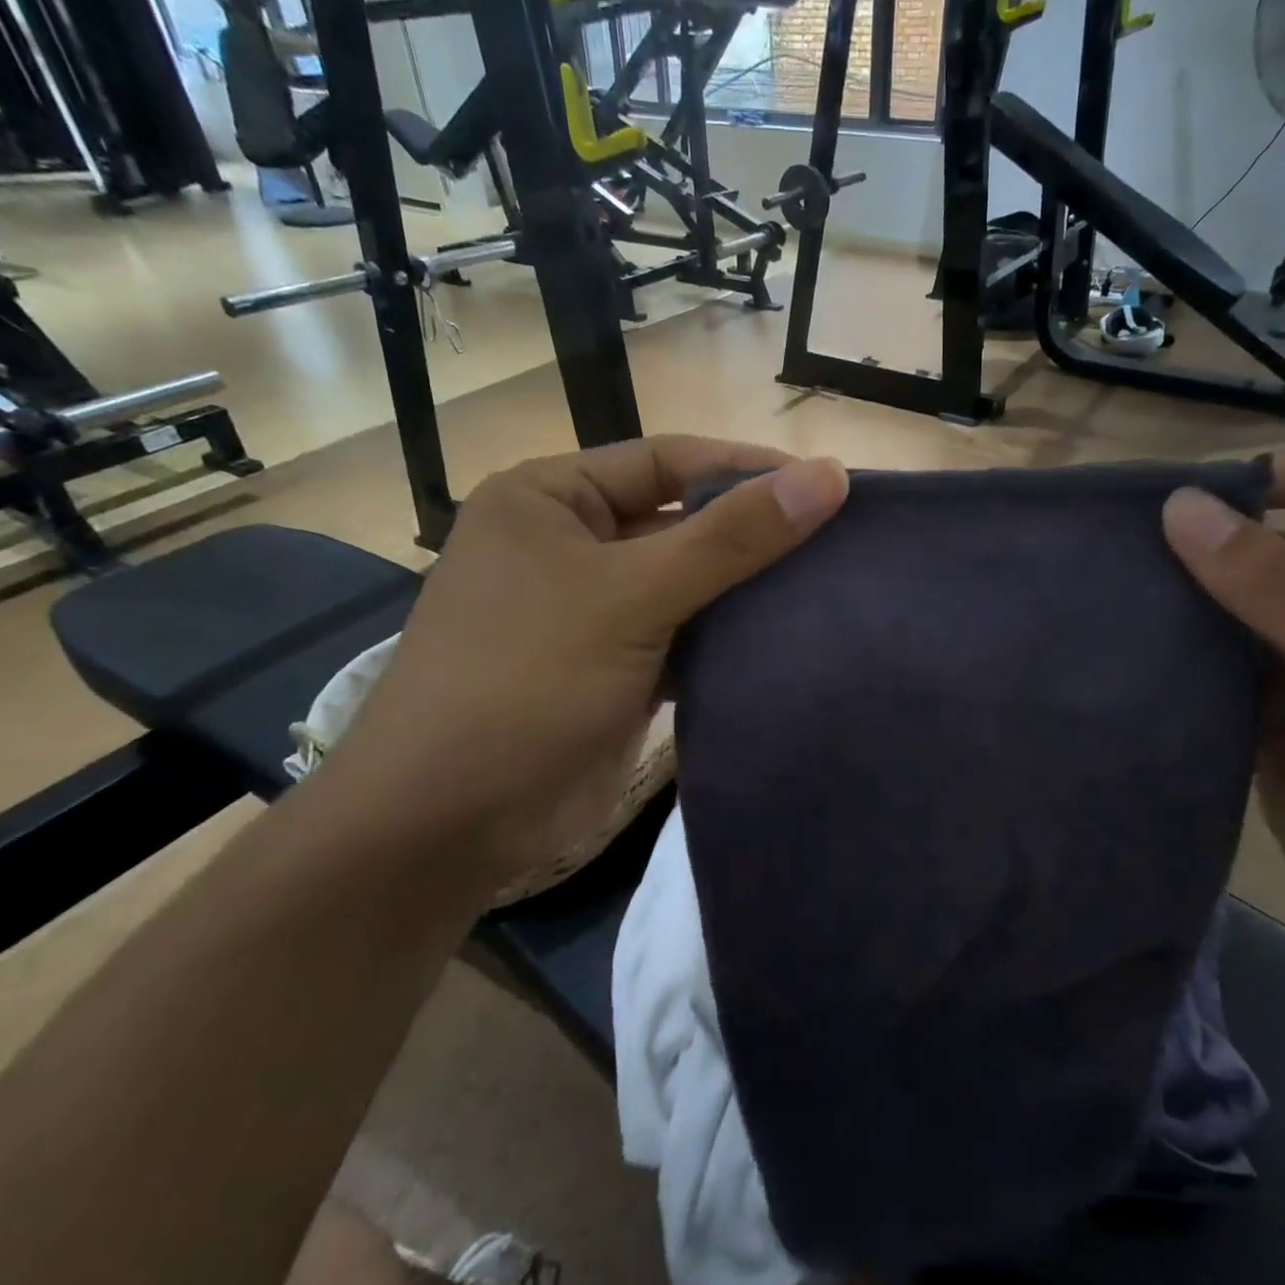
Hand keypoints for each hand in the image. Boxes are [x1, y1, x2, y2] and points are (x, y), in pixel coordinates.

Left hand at [318, 437, 848, 899]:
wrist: (447, 823)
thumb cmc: (526, 682)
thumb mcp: (632, 596)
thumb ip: (731, 537)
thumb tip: (826, 474)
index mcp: (550, 498)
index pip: (668, 460)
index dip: (747, 468)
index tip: (827, 486)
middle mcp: (568, 543)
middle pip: (680, 521)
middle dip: (752, 534)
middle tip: (838, 542)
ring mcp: (591, 610)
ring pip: (686, 583)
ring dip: (745, 590)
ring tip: (828, 589)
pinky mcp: (613, 667)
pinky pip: (683, 634)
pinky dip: (726, 638)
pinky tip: (784, 640)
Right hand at [1162, 445, 1284, 975]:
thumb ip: (1275, 587)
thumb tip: (1180, 506)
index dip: (1252, 479)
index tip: (1171, 504)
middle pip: (1266, 537)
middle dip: (1199, 538)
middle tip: (1114, 545)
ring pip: (1229, 596)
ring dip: (1178, 591)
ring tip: (1106, 586)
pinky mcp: (1264, 700)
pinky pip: (1211, 653)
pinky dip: (1174, 644)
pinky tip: (1125, 639)